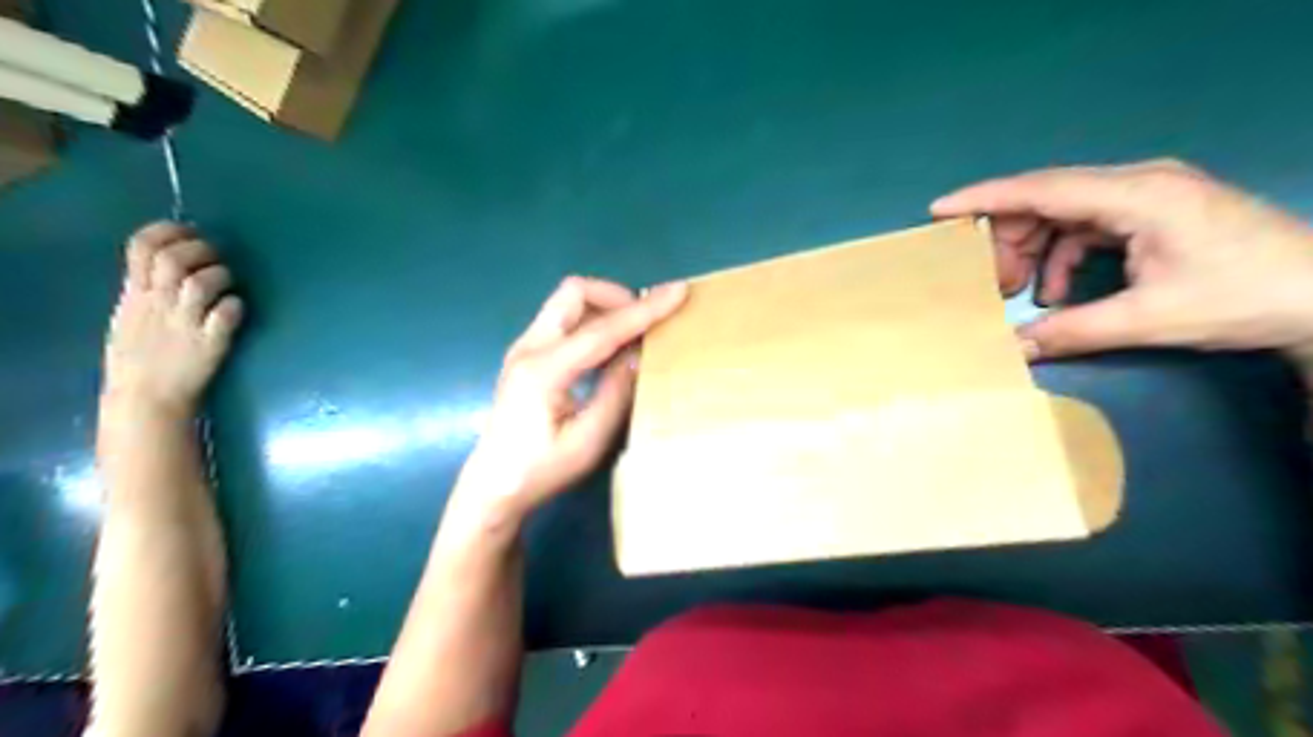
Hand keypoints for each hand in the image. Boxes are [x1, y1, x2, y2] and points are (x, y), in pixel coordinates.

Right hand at [101, 223, 242, 417]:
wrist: (146, 399)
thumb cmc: (141, 357)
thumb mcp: (130, 315)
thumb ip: (144, 289)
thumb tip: (165, 261)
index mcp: (135, 294)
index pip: (140, 248)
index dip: (168, 231)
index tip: (189, 230)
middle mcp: (158, 304)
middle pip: (172, 260)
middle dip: (200, 249)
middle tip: (216, 257)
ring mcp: (184, 323)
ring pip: (200, 284)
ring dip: (220, 276)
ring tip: (228, 284)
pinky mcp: (210, 344)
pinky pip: (225, 316)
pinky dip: (235, 307)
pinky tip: (237, 309)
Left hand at [454, 277, 686, 523]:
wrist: (492, 488)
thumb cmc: (540, 471)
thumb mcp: (588, 441)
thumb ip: (616, 393)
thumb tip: (640, 353)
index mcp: (543, 370)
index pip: (602, 329)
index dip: (644, 310)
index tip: (678, 292)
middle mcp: (529, 347)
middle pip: (574, 293)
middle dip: (617, 297)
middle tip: (646, 322)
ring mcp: (523, 348)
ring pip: (568, 303)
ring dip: (604, 307)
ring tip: (634, 334)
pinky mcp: (526, 356)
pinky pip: (563, 321)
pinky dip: (592, 322)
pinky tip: (610, 349)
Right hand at [927, 157, 1312, 359]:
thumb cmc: (1242, 298)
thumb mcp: (1149, 319)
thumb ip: (1072, 332)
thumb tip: (1011, 350)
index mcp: (1138, 195)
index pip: (1043, 188)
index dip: (985, 198)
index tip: (940, 210)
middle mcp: (1137, 183)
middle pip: (1046, 199)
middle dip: (1007, 239)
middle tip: (987, 282)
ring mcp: (1145, 195)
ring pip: (1062, 212)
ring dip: (1033, 250)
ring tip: (1018, 292)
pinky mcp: (1151, 212)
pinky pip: (1085, 227)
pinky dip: (1061, 257)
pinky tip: (1059, 293)